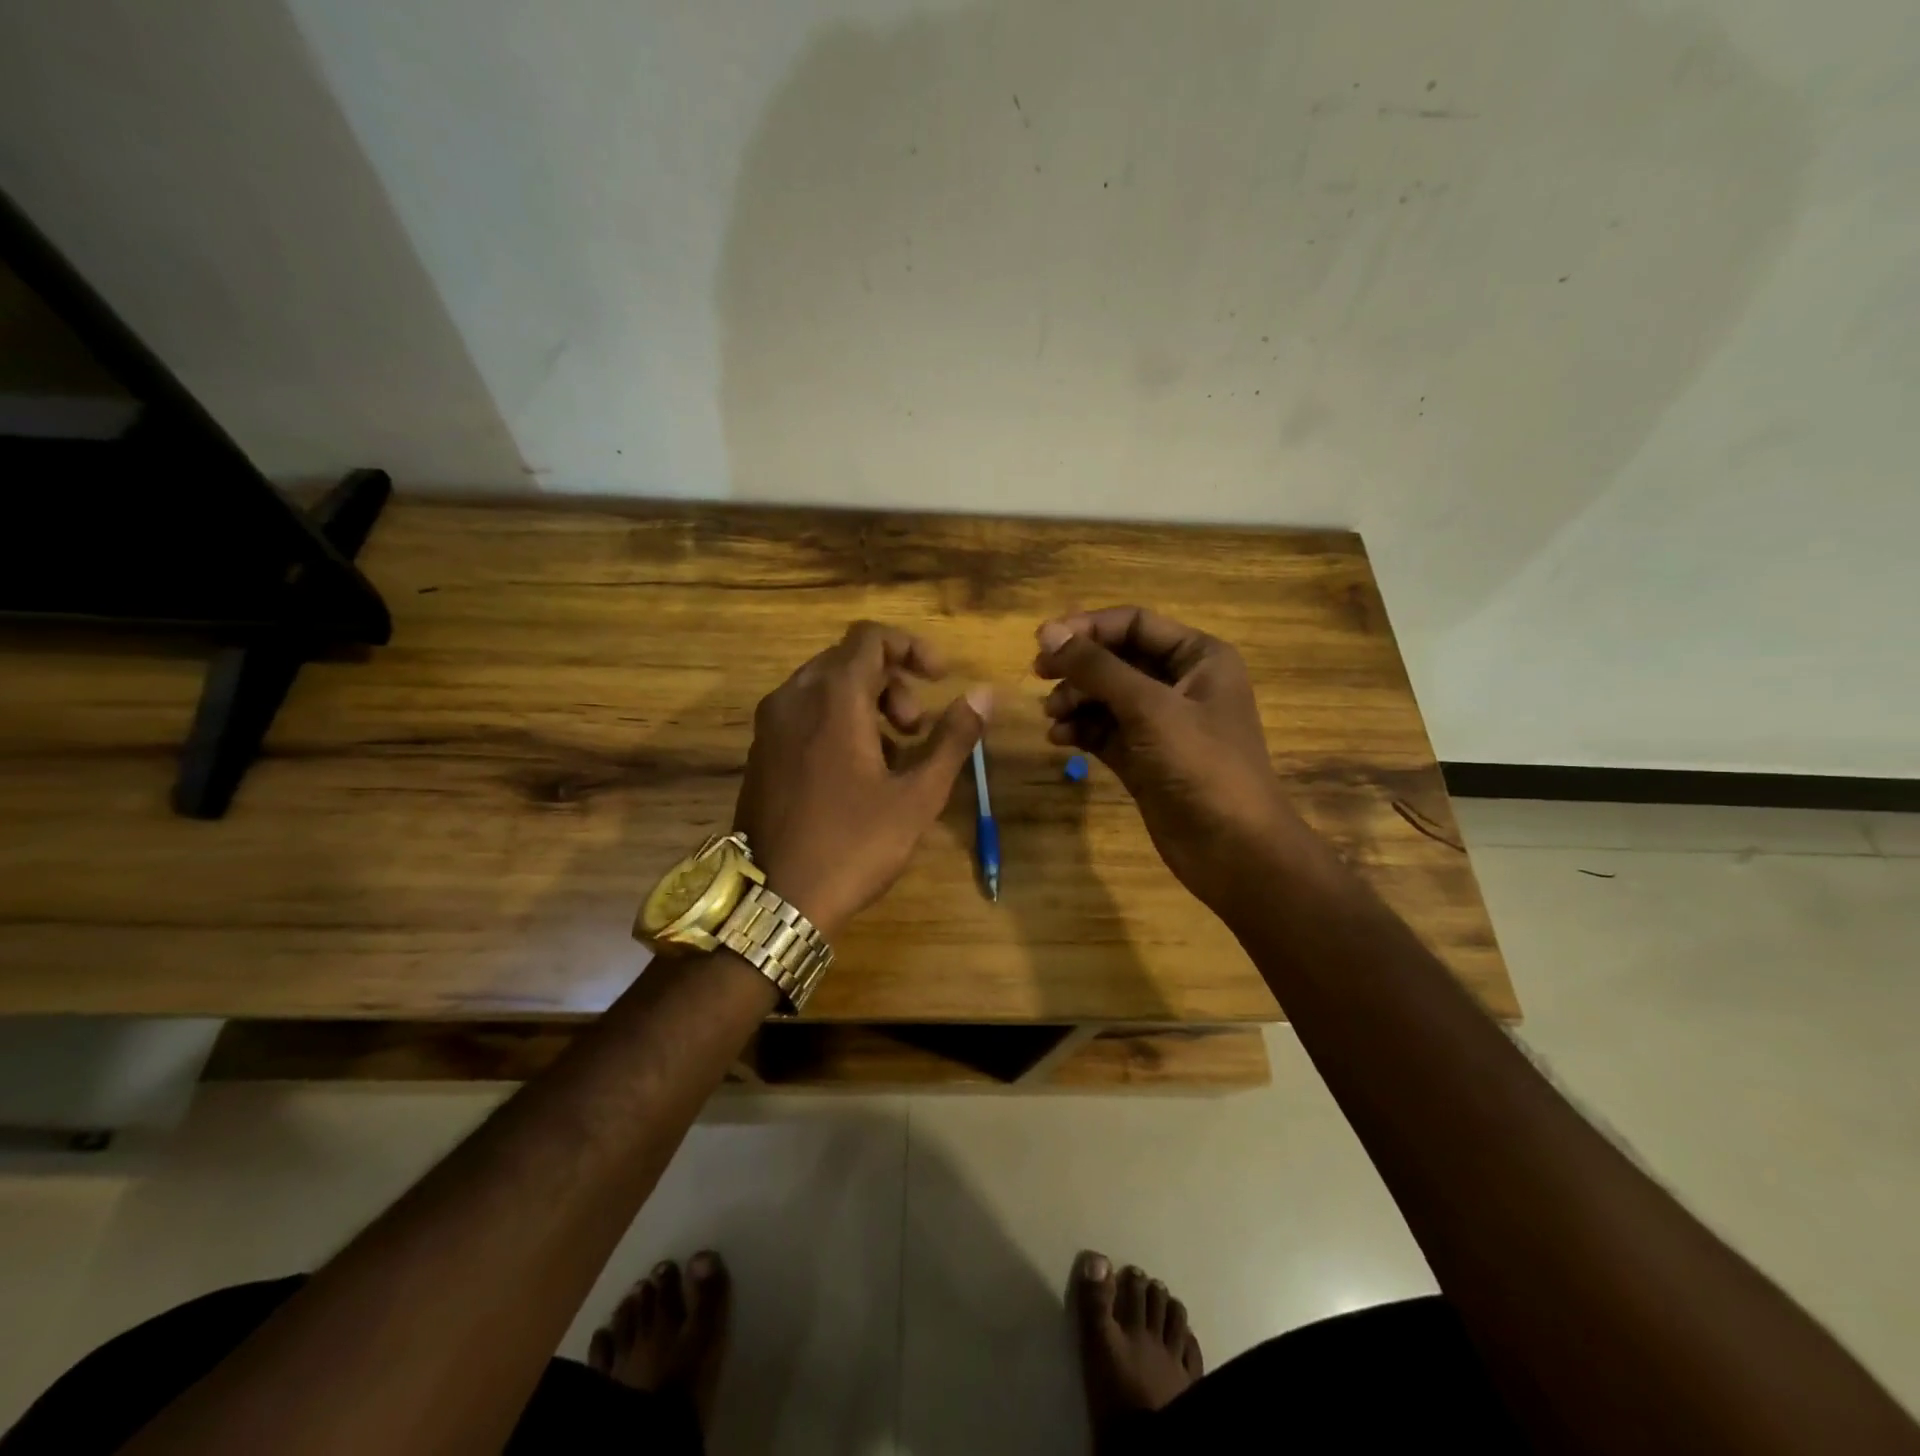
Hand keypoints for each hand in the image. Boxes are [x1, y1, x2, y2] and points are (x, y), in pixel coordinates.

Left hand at [735, 621, 990, 938]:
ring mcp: (770, 725)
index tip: (940, 678)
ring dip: (867, 703)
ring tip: (894, 755)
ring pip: (825, 687)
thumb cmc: (853, 844)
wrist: (775, 899)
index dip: (912, 647)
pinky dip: (838, 721)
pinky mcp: (760, 752)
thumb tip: (985, 694)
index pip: (871, 638)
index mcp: (833, 697)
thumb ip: (952, 738)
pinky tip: (857, 771)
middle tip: (918, 728)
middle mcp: (794, 697)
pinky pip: (804, 713)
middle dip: (893, 682)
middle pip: (849, 660)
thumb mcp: (917, 794)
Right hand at [1034, 608, 1308, 918]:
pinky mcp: (1144, 757)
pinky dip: (1082, 730)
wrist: (1233, 850)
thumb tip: (1047, 632)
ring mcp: (1162, 723)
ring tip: (1052, 717)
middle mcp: (1181, 683)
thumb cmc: (1201, 766)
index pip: (1135, 624)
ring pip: (1107, 696)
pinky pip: (1105, 730)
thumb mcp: (1149, 708)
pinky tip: (1060, 739)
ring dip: (1076, 700)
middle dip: (1078, 667)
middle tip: (1039, 675)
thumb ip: (1097, 668)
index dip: (1089, 627)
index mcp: (1199, 657)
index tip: (1044, 641)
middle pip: (1117, 659)